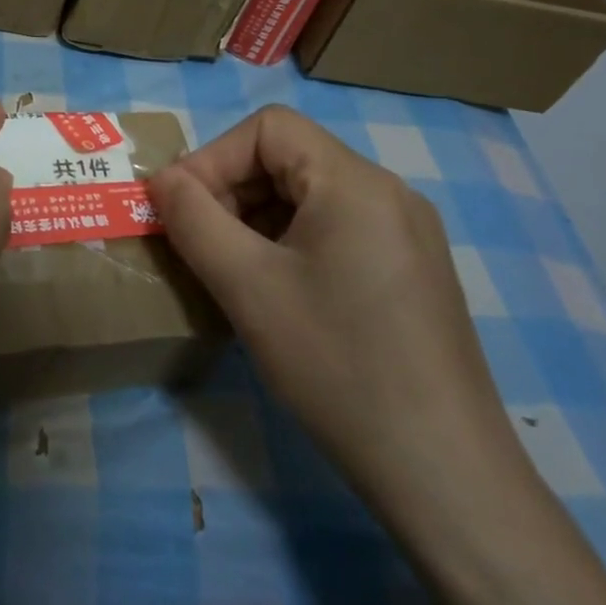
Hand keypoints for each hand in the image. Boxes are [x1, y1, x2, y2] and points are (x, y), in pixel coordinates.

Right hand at [148, 106, 515, 510]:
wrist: (444, 475)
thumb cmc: (337, 365)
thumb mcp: (247, 287)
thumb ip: (193, 220)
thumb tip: (162, 180)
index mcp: (355, 181)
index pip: (268, 129)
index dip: (213, 158)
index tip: (180, 211)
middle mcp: (387, 192)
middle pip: (289, 159)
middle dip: (231, 191)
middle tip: (197, 245)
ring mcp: (406, 233)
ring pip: (309, 197)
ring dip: (256, 220)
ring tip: (228, 271)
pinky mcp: (411, 271)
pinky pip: (335, 231)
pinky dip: (289, 245)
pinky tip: (275, 294)